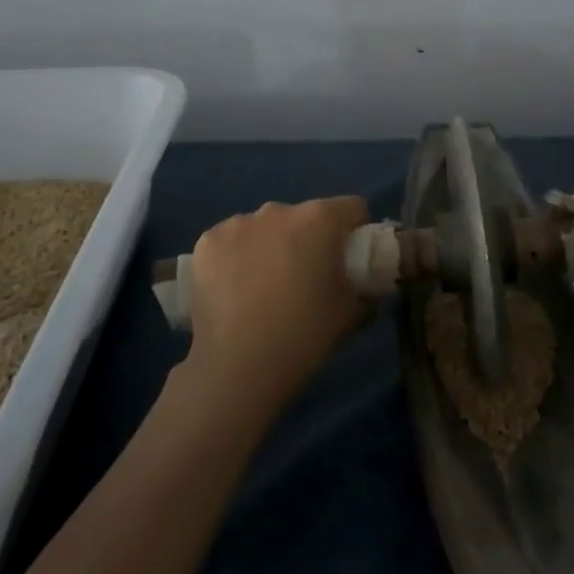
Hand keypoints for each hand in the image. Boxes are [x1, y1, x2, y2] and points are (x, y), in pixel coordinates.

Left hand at [186, 197, 370, 407]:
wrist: (237, 365)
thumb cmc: (303, 334)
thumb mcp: (351, 315)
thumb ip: (365, 292)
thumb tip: (366, 288)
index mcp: (319, 219)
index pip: (352, 208)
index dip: (355, 231)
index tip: (349, 259)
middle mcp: (278, 209)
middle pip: (304, 216)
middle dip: (308, 239)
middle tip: (304, 279)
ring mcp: (238, 223)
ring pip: (264, 227)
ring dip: (270, 246)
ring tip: (263, 288)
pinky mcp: (206, 241)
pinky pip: (231, 241)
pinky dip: (236, 257)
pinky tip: (233, 290)